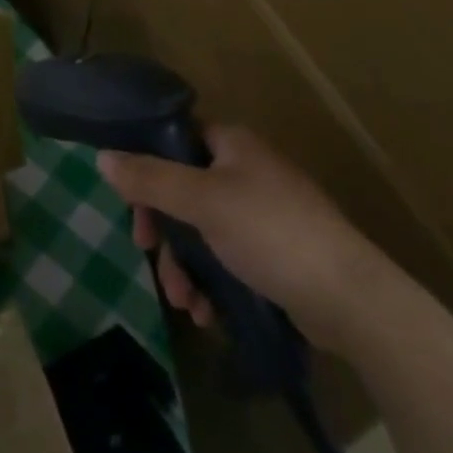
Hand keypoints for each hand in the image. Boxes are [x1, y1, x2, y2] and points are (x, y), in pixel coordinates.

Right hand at [97, 124, 391, 351]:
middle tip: (148, 253)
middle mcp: (247, 172)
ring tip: (185, 302)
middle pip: (183, 190)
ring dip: (185, 266)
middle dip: (165, 230)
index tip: (131, 202)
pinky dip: (211, 282)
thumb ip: (149, 179)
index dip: (148, 166)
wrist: (351, 300)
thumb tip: (101, 158)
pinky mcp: (275, 254)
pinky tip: (207, 312)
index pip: (176, 140)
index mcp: (233, 145)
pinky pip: (226, 258)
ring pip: (202, 231)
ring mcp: (263, 215)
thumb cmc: (271, 233)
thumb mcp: (201, 202)